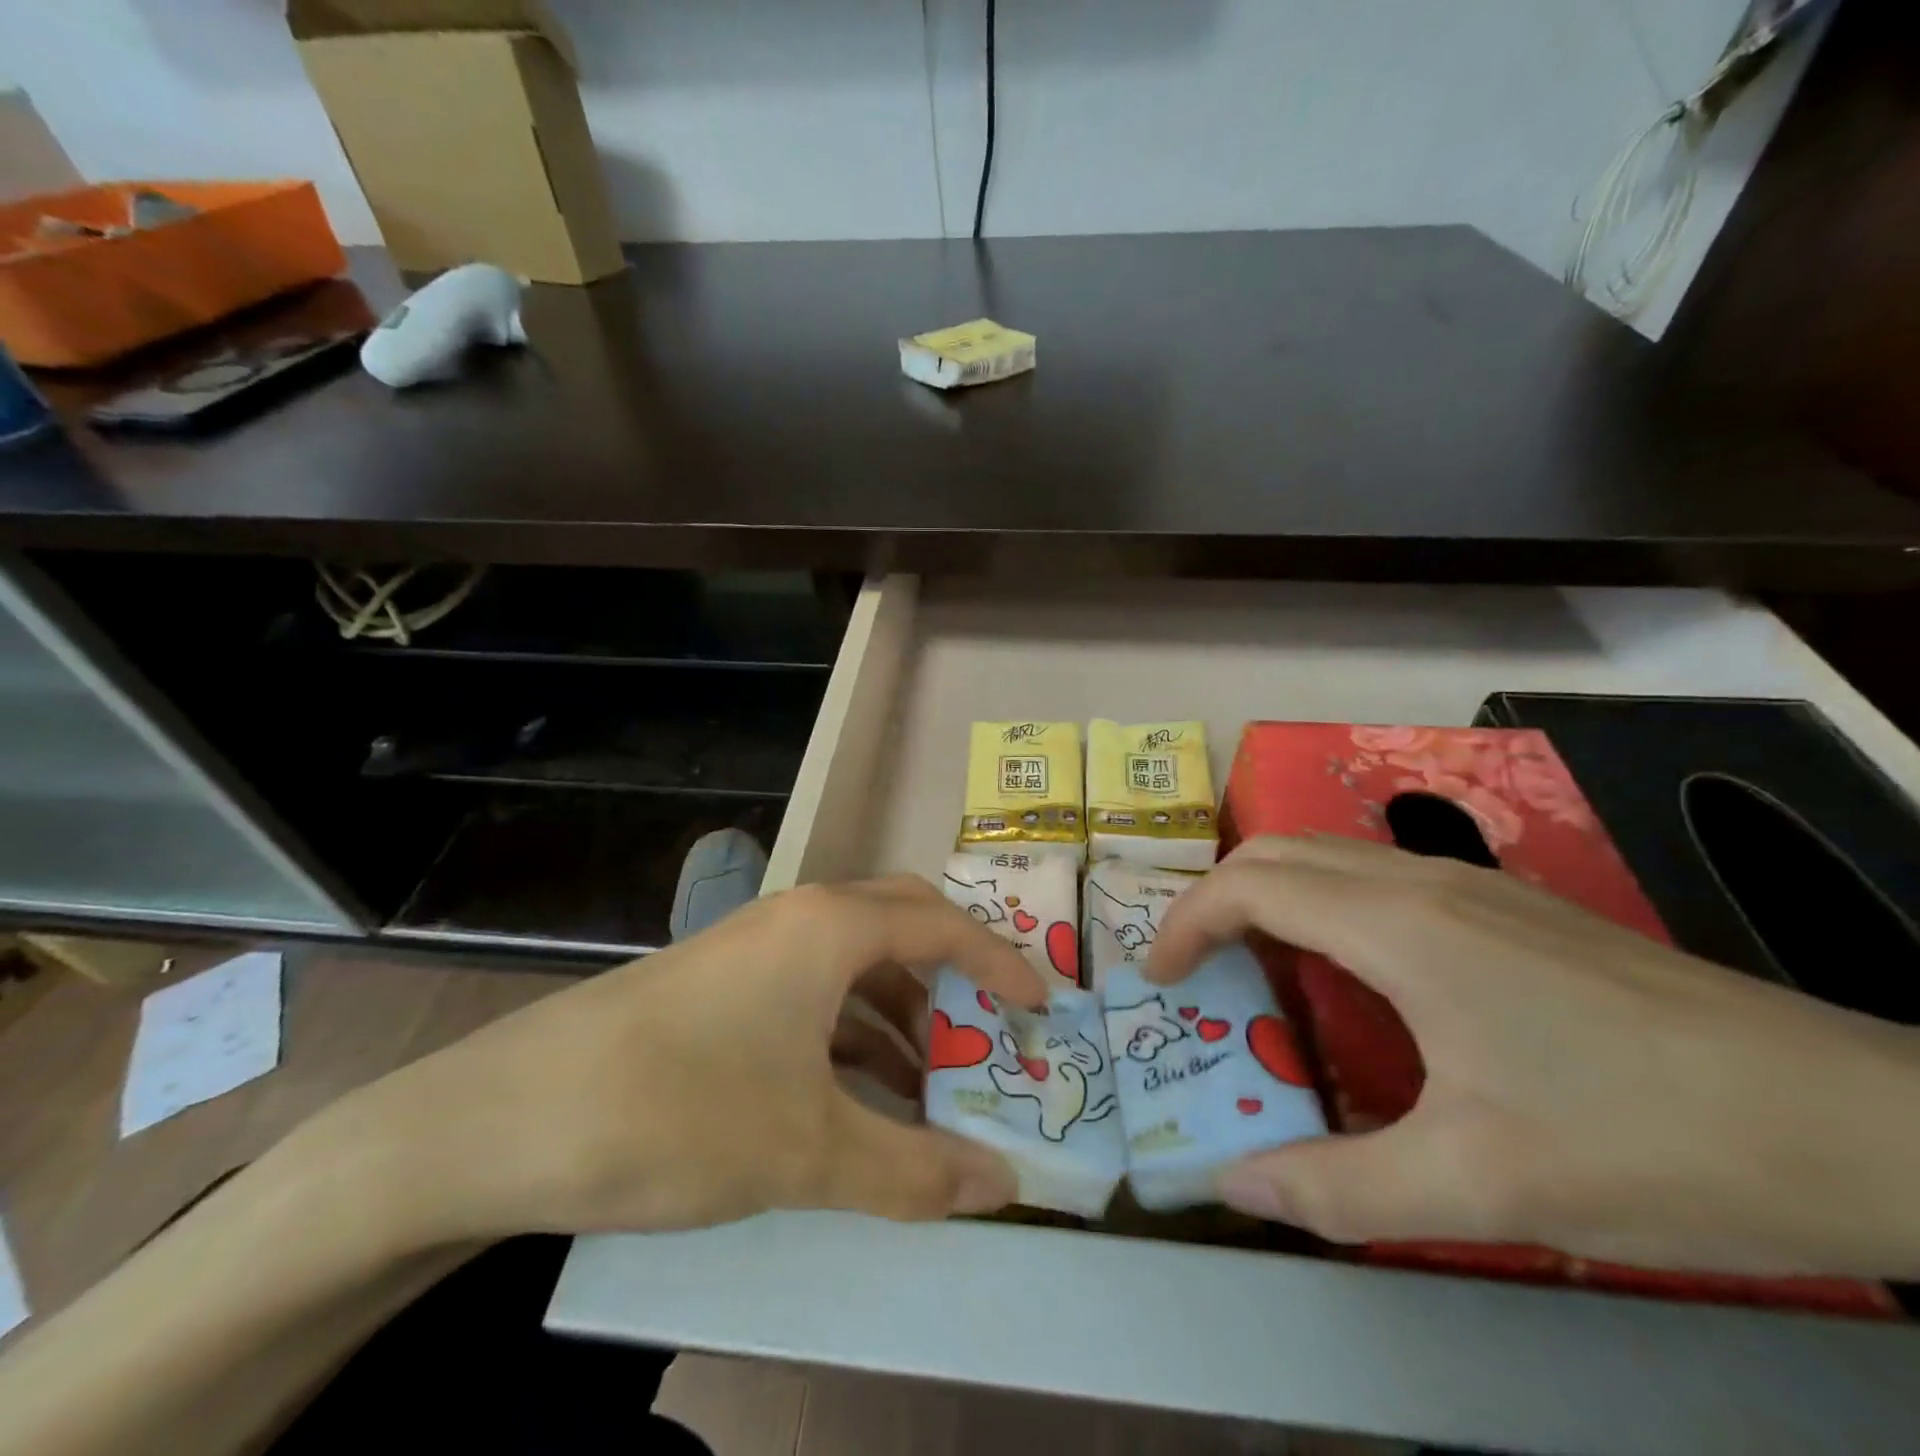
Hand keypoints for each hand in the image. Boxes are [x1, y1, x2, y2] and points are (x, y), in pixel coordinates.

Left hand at [311, 877, 1047, 1249]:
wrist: (507, 1119)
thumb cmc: (680, 1110)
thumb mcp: (808, 1149)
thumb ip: (912, 1171)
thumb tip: (1000, 1187)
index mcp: (830, 926)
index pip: (943, 924)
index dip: (1001, 962)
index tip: (1041, 1005)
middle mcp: (797, 918)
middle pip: (901, 921)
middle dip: (953, 971)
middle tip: (988, 1027)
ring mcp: (753, 947)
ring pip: (853, 961)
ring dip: (900, 1010)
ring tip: (931, 1082)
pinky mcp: (719, 984)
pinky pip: (810, 991)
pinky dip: (850, 1031)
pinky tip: (858, 1093)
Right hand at [1147, 836, 1919, 1276]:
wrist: (1868, 1124)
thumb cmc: (1651, 1143)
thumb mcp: (1483, 1188)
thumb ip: (1340, 1190)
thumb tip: (1234, 1188)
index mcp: (1398, 926)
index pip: (1249, 887)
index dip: (1185, 924)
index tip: (1159, 980)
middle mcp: (1422, 881)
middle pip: (1277, 853)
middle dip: (1214, 900)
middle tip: (1194, 970)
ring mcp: (1473, 886)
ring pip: (1329, 857)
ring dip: (1270, 897)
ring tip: (1254, 968)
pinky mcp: (1511, 906)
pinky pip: (1377, 878)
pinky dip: (1323, 904)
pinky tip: (1353, 976)